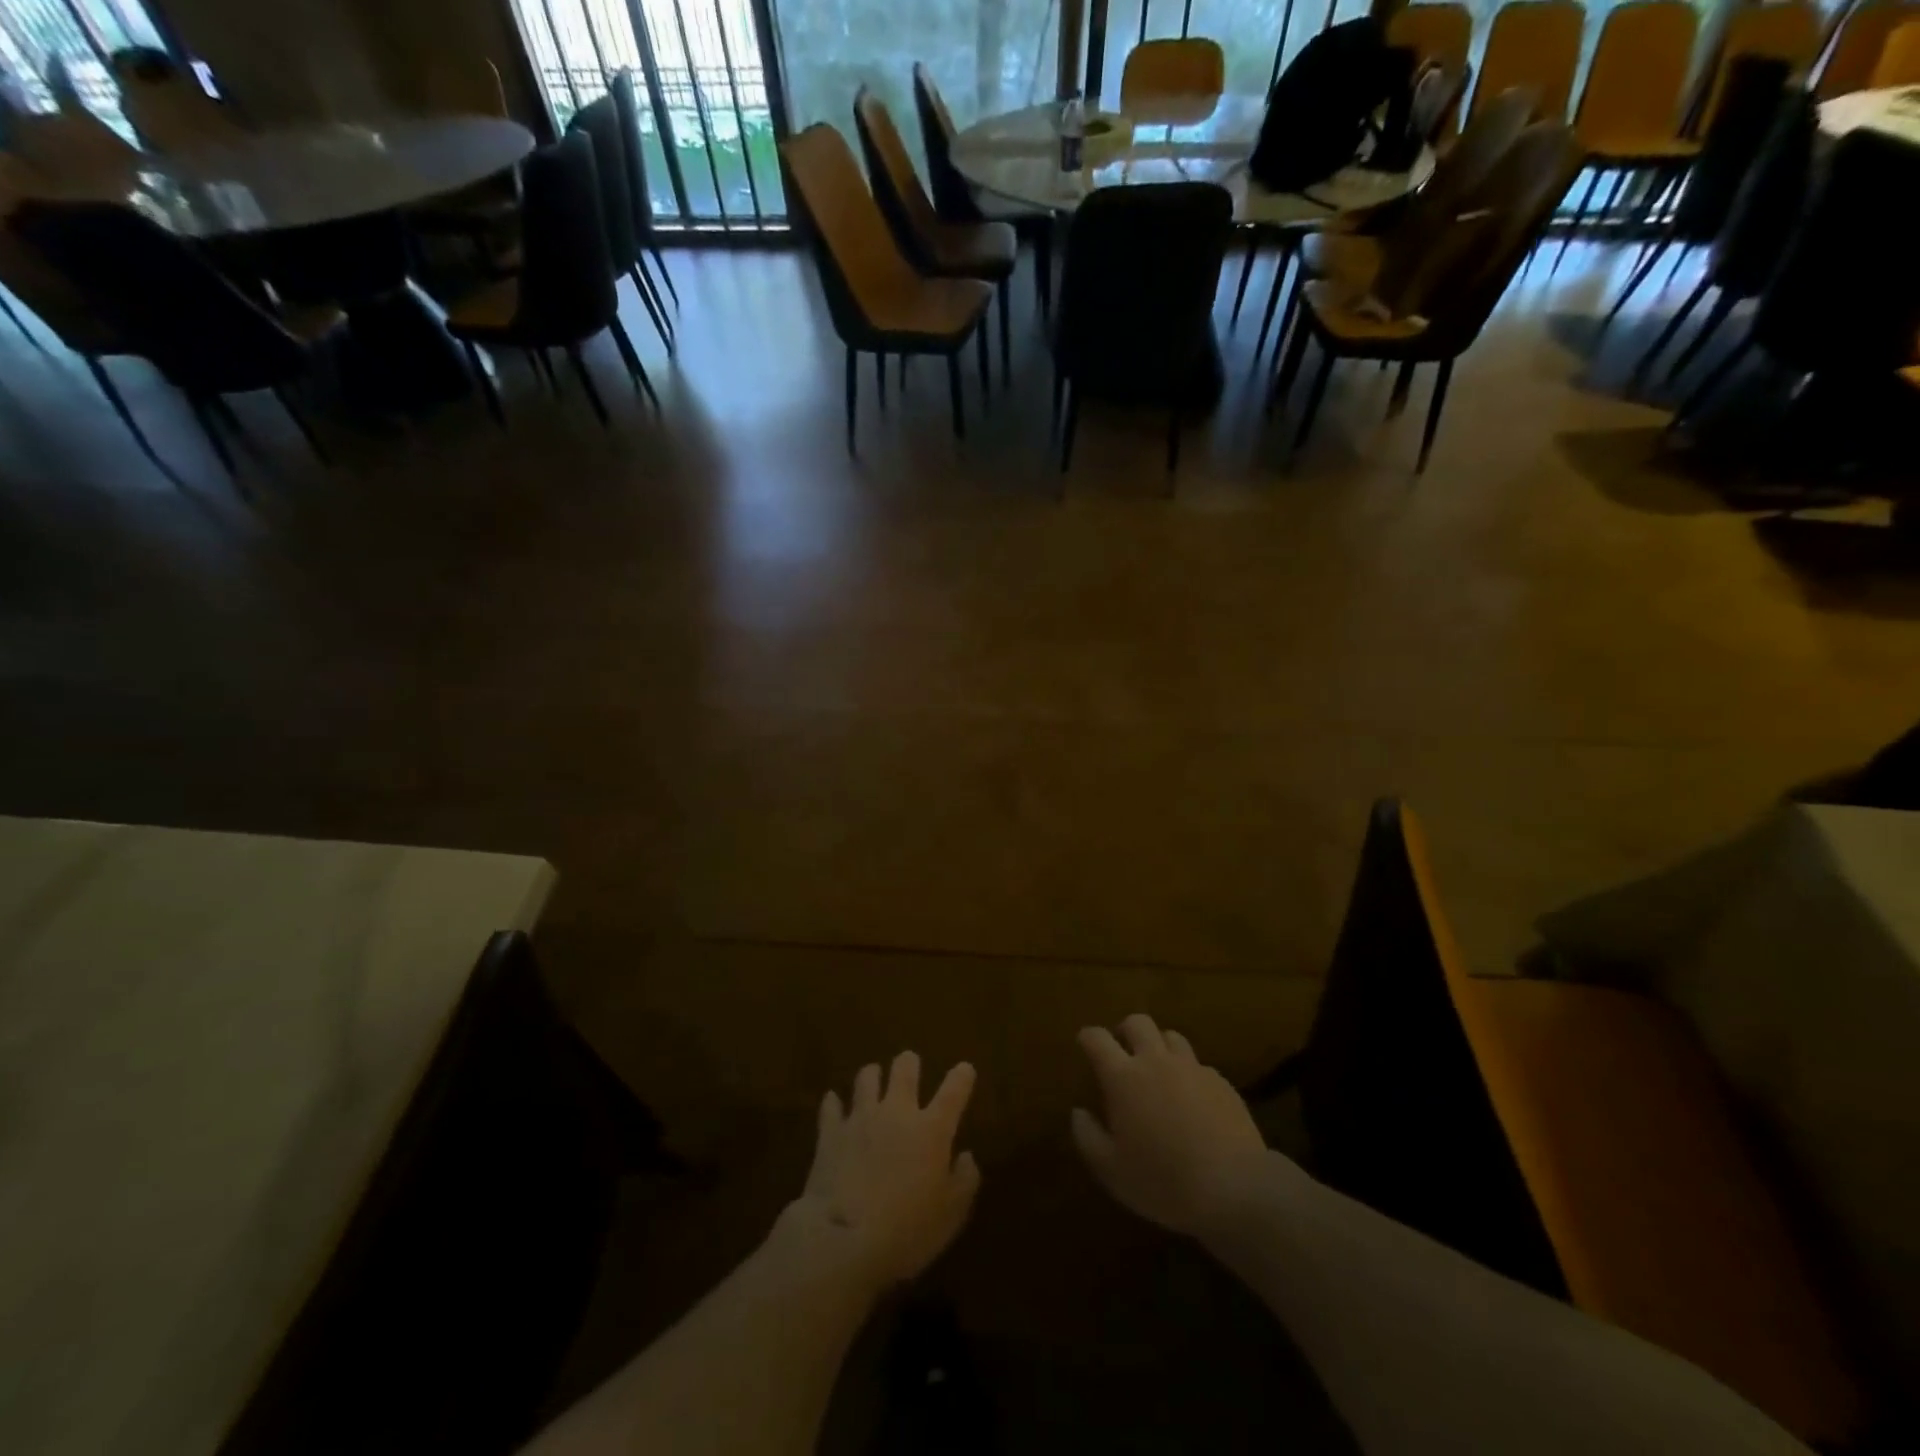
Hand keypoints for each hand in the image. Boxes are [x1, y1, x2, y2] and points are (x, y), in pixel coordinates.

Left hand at [789, 1052, 979, 1292]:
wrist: (845, 1240)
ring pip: (867, 1078)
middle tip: (910, 1064)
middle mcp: (897, 1112)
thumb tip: (966, 1157)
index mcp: (932, 1129)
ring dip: (872, 1076)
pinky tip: (833, 1102)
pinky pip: (831, 1106)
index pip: (953, 1090)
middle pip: (904, 1069)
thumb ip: (965, 1181)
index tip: (965, 1069)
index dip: (962, 1076)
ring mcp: (861, 1118)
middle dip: (909, 1063)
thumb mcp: (951, 1215)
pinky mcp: (830, 1132)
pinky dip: (834, 1103)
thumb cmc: (907, 1231)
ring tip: (873, 1077)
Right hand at [1071, 1014, 1269, 1238]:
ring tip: (1159, 1069)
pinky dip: (1188, 1073)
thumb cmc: (1163, 1181)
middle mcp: (1156, 1061)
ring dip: (1159, 1046)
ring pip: (1171, 1037)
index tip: (1084, 1042)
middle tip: (1123, 1050)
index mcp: (1123, 1077)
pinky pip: (1199, 1065)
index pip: (1098, 1039)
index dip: (1088, 1037)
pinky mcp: (1221, 1082)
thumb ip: (1088, 1136)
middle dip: (1126, 1030)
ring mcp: (1192, 1068)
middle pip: (1138, 1022)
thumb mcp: (1111, 1170)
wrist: (1234, 1188)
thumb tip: (1078, 1112)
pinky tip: (1192, 1098)